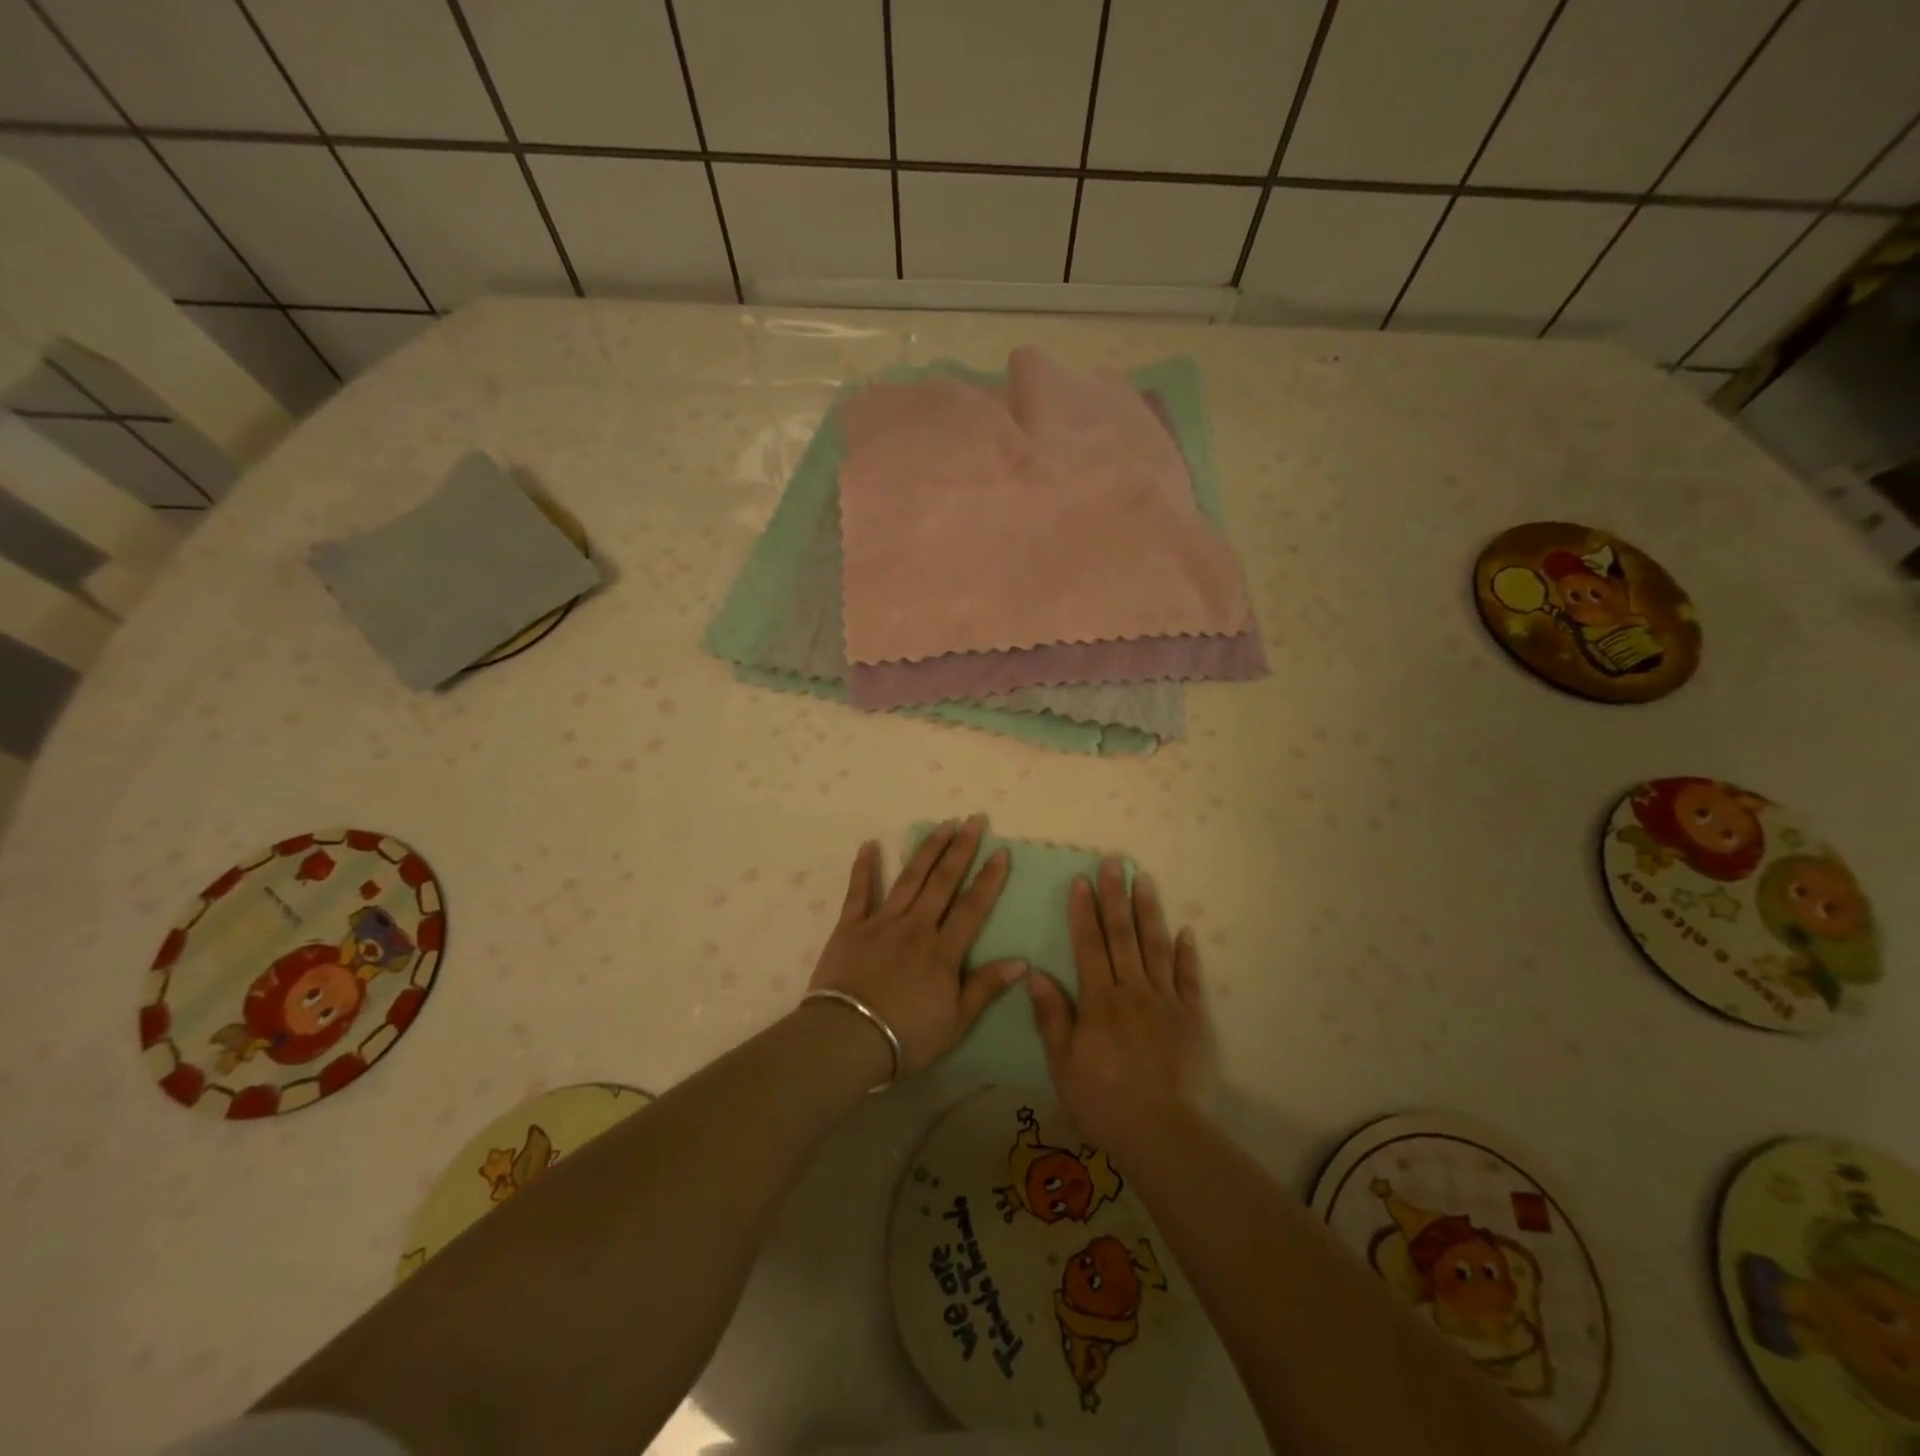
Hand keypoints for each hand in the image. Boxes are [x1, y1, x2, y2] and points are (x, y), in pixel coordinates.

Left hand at [806, 816, 1025, 1077]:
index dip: (989, 878)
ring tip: (942, 824)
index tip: (1001, 851)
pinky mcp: (850, 927)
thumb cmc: (906, 1036)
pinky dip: (864, 867)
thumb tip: (1021, 961)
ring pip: (909, 878)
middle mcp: (916, 926)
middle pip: (943, 881)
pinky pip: (859, 891)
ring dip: (927, 849)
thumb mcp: (956, 1021)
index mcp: (943, 950)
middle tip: (974, 820)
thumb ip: (986, 987)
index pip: (972, 906)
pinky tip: (869, 844)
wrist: (848, 1038)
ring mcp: (882, 922)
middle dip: (961, 848)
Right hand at [1027, 859, 1212, 1152]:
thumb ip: (1052, 1017)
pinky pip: (1190, 979)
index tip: (1081, 880)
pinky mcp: (1193, 1019)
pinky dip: (1187, 953)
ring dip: (1149, 912)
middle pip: (1123, 935)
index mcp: (1100, 1000)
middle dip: (1116, 897)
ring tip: (1145, 880)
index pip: (1089, 945)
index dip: (1084, 911)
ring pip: (1156, 947)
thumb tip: (1036, 973)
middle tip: (1114, 862)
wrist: (1163, 1134)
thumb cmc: (1104, 1101)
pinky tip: (1185, 931)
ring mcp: (1167, 1002)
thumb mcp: (1063, 1064)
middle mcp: (1133, 991)